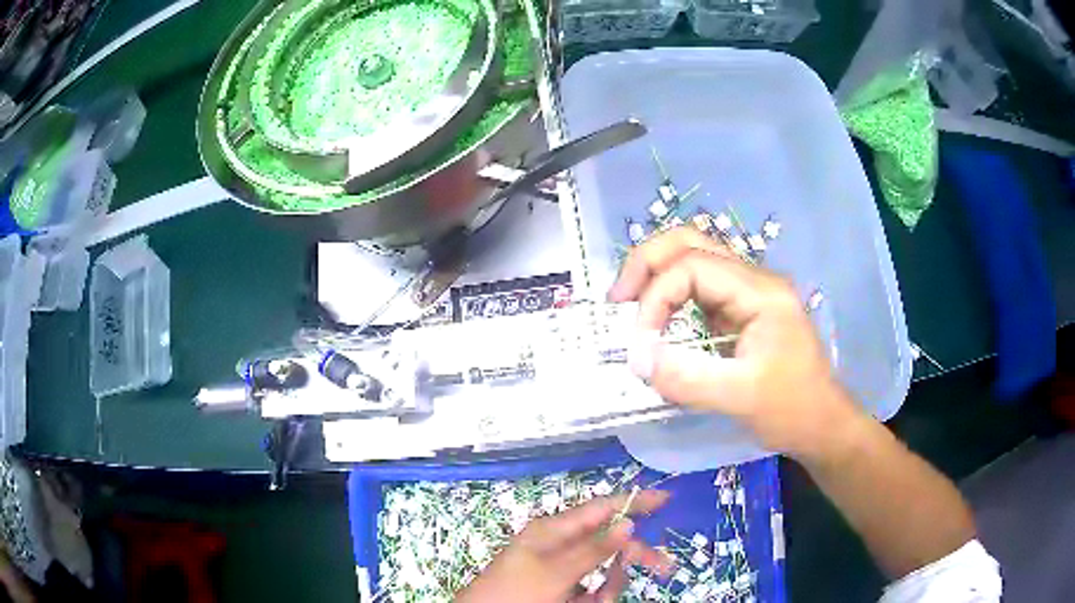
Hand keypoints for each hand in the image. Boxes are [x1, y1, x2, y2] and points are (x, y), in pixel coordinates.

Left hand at [456, 490, 672, 602]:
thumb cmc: (516, 593)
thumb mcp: (556, 572)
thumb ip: (593, 549)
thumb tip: (628, 523)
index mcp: (554, 530)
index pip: (601, 508)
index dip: (634, 502)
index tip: (666, 500)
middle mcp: (560, 545)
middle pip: (609, 541)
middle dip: (633, 555)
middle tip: (664, 569)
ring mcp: (561, 568)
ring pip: (603, 570)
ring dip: (608, 587)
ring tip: (592, 601)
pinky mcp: (562, 588)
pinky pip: (591, 588)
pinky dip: (595, 597)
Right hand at [609, 227, 864, 461]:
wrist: (821, 423)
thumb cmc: (791, 409)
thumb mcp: (740, 398)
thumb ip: (687, 379)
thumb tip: (637, 359)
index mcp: (761, 291)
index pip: (693, 266)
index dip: (656, 296)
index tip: (640, 342)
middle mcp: (753, 279)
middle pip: (690, 242)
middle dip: (647, 264)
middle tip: (617, 300)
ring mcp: (746, 292)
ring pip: (691, 258)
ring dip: (655, 275)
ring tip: (628, 307)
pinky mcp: (739, 310)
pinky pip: (696, 288)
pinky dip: (668, 296)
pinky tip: (654, 320)